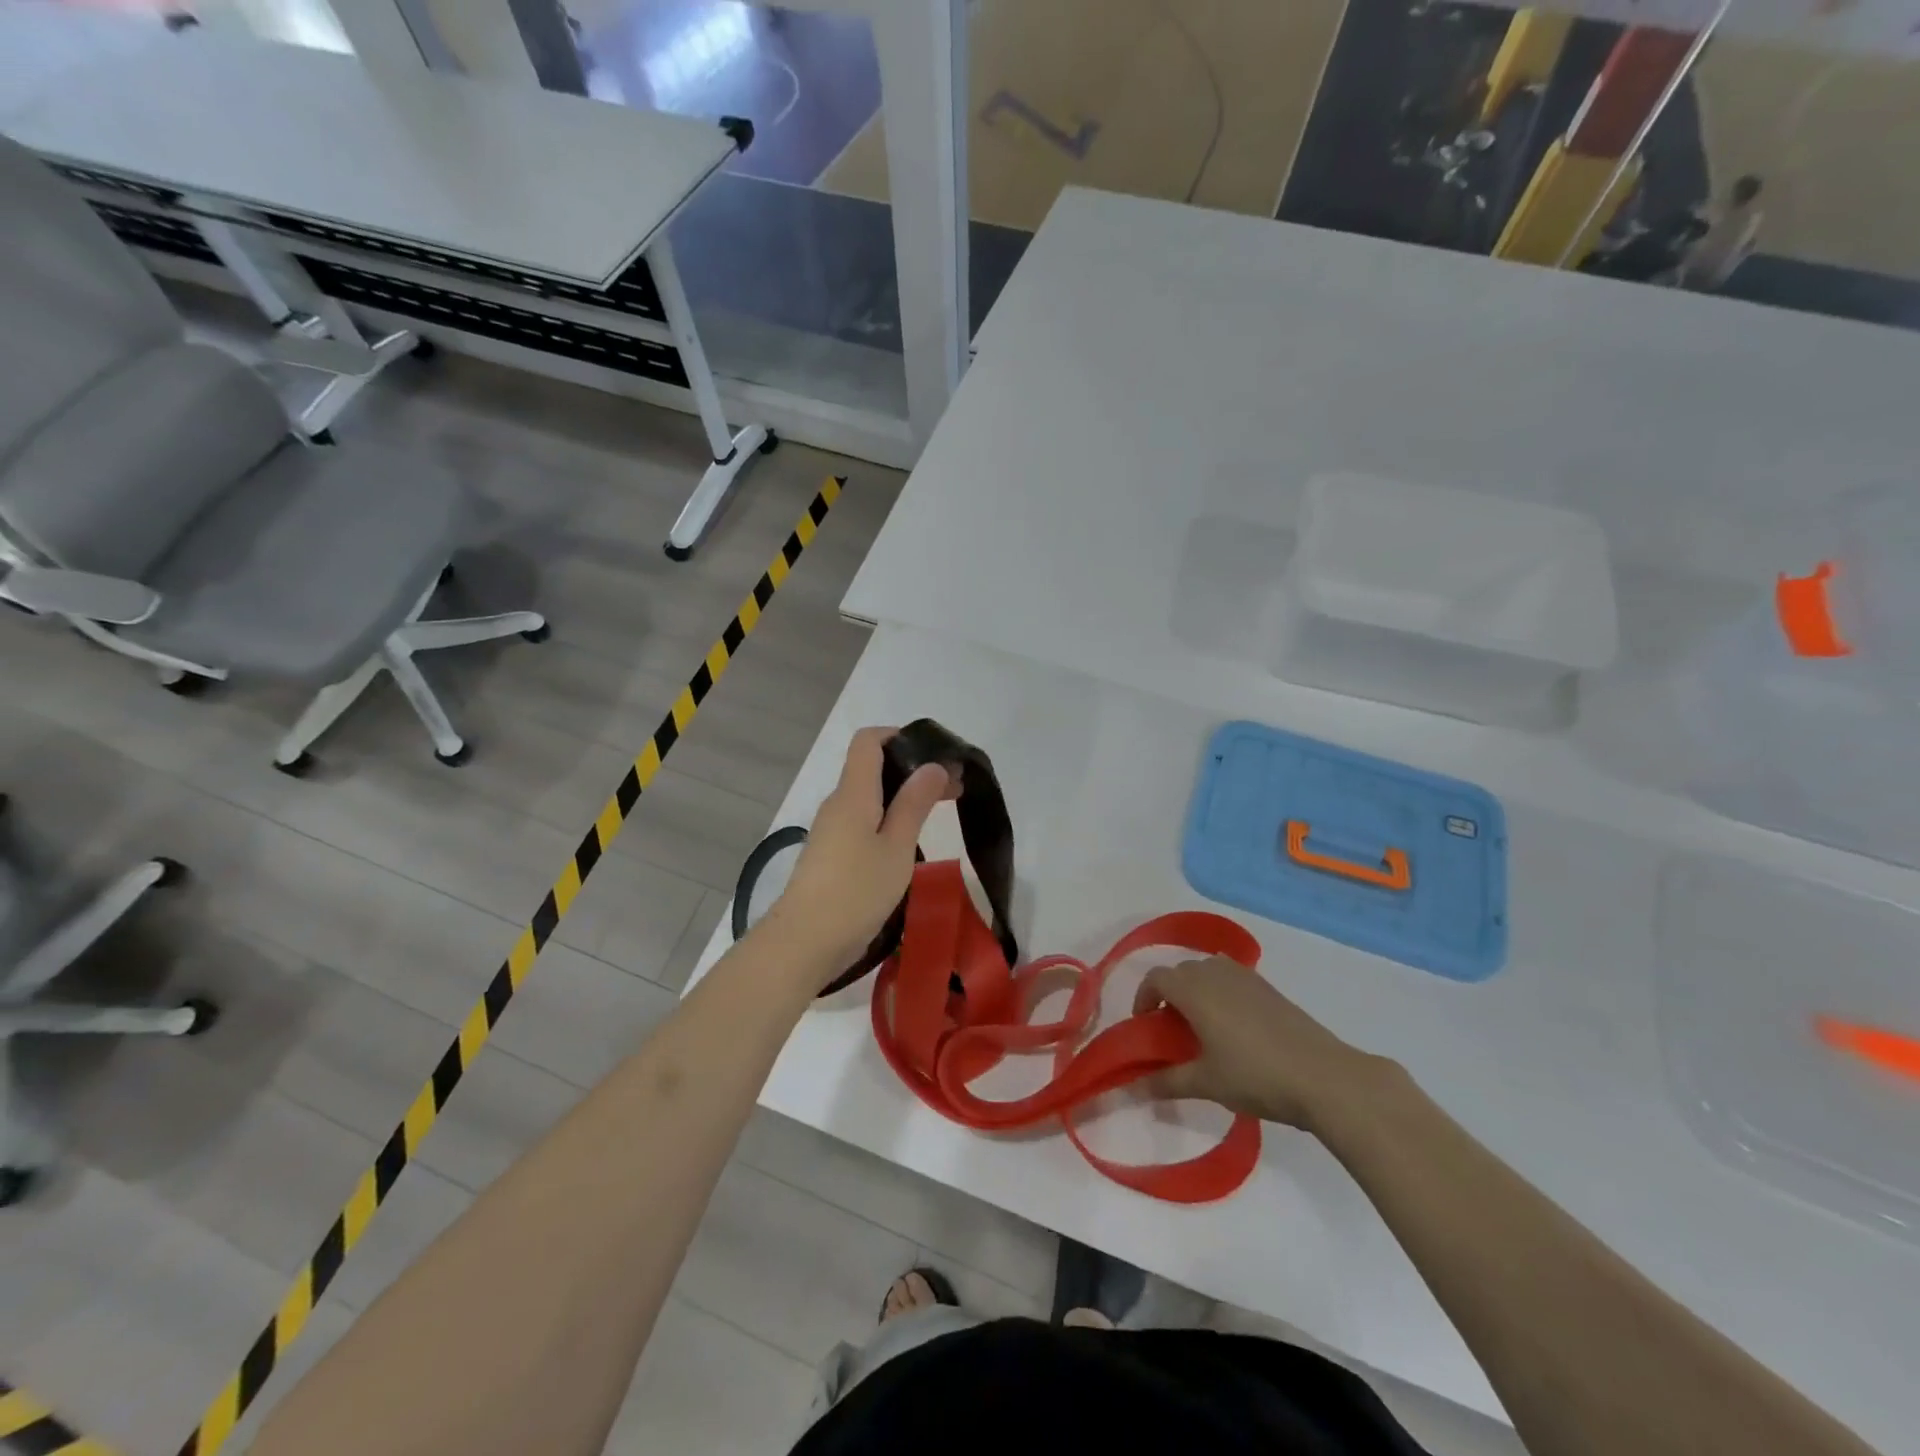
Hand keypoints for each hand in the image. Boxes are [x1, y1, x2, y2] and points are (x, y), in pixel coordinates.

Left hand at [762, 727, 955, 983]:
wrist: (803, 943)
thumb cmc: (856, 891)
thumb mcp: (896, 846)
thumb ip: (914, 803)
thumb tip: (933, 765)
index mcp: (853, 793)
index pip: (868, 740)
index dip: (900, 736)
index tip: (936, 755)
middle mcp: (838, 804)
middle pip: (872, 768)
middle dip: (912, 770)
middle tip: (954, 790)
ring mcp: (831, 831)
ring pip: (869, 798)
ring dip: (903, 798)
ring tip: (938, 816)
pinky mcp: (831, 856)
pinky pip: (862, 823)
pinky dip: (888, 822)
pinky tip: (908, 845)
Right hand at [1133, 957, 1382, 1129]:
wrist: (1324, 1077)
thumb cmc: (1256, 1076)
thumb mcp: (1206, 1083)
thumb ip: (1166, 1082)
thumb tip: (1134, 1088)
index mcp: (1194, 990)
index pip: (1156, 978)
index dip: (1144, 997)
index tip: (1145, 1025)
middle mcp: (1216, 973)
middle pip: (1181, 971)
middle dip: (1169, 994)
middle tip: (1172, 1030)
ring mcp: (1247, 977)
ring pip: (1208, 971)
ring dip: (1196, 990)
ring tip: (1202, 1026)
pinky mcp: (1270, 989)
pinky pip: (1232, 978)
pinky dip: (1222, 992)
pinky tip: (1235, 1028)